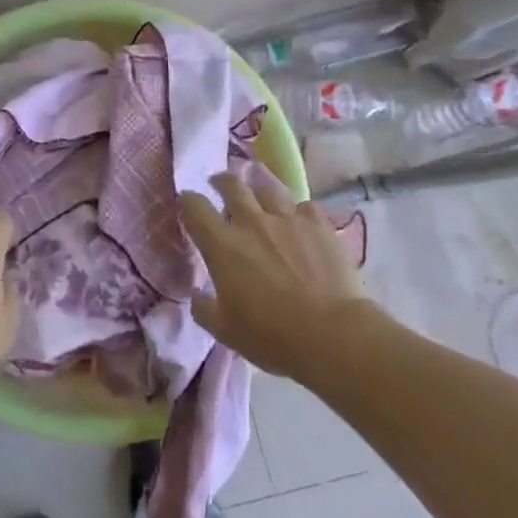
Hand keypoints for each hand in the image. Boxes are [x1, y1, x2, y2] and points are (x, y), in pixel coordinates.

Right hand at [179, 171, 373, 379]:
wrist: (331, 333)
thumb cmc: (271, 335)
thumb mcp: (225, 331)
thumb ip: (204, 309)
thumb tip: (196, 294)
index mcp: (222, 245)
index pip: (194, 207)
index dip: (186, 201)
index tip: (186, 204)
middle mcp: (251, 222)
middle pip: (231, 185)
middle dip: (221, 182)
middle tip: (219, 185)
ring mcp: (288, 219)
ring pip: (268, 191)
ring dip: (259, 196)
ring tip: (261, 204)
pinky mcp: (319, 225)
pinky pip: (304, 207)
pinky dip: (297, 213)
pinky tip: (300, 223)